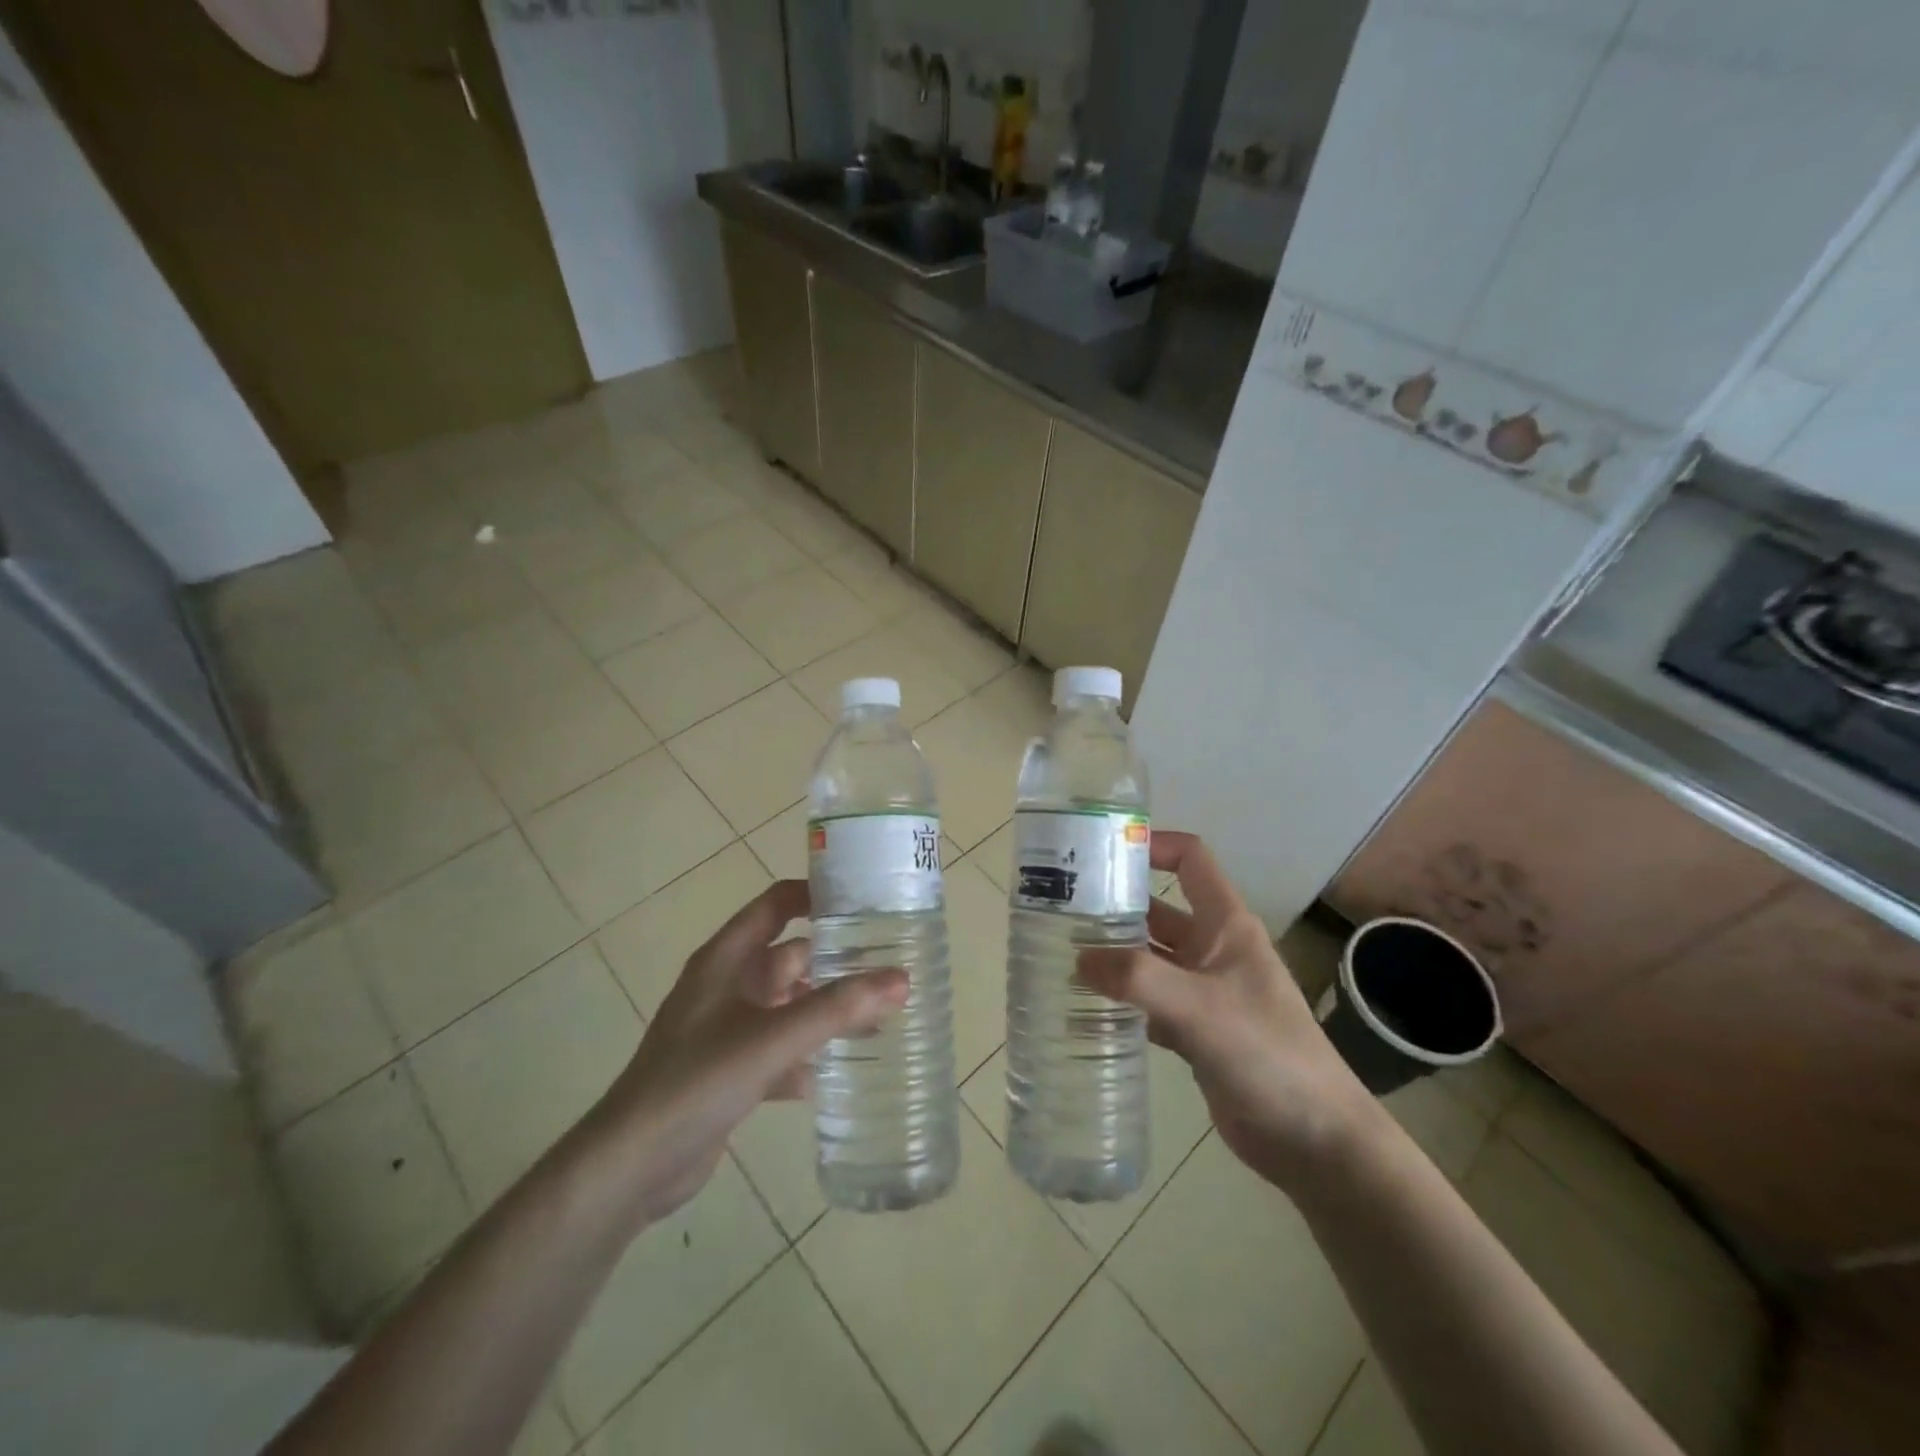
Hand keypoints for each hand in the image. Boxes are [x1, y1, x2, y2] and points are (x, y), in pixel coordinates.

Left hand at [582, 880, 906, 1224]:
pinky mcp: (731, 1070)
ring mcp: (728, 1029)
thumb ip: (837, 1009)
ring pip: (790, 1006)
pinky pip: (781, 1050)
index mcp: (727, 959)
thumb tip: (901, 978)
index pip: (776, 905)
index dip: (816, 896)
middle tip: (890, 965)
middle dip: (836, 961)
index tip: (866, 900)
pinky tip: (843, 1071)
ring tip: (881, 1017)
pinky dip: (809, 1056)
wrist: (633, 1165)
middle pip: (791, 958)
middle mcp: (728, 986)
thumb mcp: (772, 1038)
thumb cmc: (698, 1080)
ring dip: (827, 1011)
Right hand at [1078, 831, 1377, 1191]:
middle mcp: (1214, 949)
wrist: (1315, 1139)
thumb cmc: (1266, 1054)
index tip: (1102, 852)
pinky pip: (1150, 1001)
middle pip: (1159, 909)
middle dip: (1115, 905)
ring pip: (1151, 958)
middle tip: (1060, 909)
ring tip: (1061, 953)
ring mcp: (1206, 991)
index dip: (1153, 845)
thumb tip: (1078, 959)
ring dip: (1113, 955)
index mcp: (1226, 925)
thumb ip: (1137, 979)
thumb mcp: (1198, 1008)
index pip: (1190, 860)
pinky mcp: (1197, 1029)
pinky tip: (1086, 1006)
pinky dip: (1122, 999)